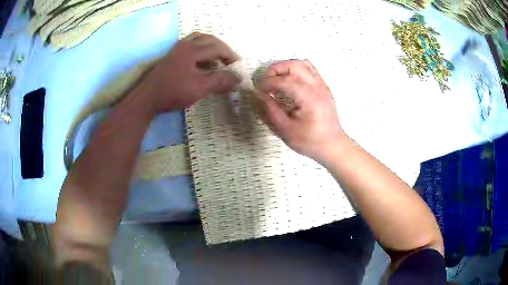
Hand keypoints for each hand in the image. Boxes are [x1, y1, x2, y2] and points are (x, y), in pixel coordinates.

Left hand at [136, 32, 239, 112]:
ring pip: (198, 39)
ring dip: (211, 46)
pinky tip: (201, 59)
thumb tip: (239, 78)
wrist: (146, 99)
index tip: (239, 66)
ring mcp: (176, 50)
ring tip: (218, 57)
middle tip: (231, 60)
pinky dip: (201, 48)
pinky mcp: (171, 56)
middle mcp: (184, 45)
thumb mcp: (198, 88)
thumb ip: (219, 81)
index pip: (217, 48)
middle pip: (209, 40)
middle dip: (223, 49)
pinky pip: (190, 45)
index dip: (231, 56)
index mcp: (192, 50)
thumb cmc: (172, 92)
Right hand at [255, 60, 345, 161]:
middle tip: (265, 81)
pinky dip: (295, 70)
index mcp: (309, 98)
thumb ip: (270, 110)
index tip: (257, 90)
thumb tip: (258, 95)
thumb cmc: (310, 141)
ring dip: (285, 67)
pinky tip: (289, 82)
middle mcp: (317, 86)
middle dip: (275, 69)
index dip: (268, 82)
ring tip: (275, 79)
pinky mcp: (323, 86)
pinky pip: (309, 69)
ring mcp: (322, 84)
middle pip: (294, 65)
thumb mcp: (286, 130)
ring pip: (302, 63)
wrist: (333, 145)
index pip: (285, 80)